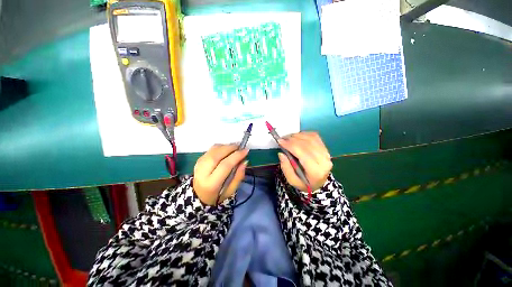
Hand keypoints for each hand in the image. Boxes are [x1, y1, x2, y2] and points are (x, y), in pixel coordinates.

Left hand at [193, 144, 248, 205]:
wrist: (199, 195)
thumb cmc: (218, 194)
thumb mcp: (231, 190)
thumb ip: (239, 176)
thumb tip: (244, 161)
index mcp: (211, 183)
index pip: (225, 165)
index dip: (236, 156)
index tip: (246, 151)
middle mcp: (203, 172)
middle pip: (217, 154)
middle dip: (231, 148)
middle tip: (240, 147)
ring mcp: (199, 164)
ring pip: (214, 149)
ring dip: (226, 146)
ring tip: (234, 148)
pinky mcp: (199, 159)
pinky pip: (211, 149)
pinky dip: (221, 147)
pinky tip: (226, 150)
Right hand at [278, 132, 331, 192]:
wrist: (320, 183)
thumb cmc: (305, 183)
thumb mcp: (293, 181)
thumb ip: (286, 168)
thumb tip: (281, 153)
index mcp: (316, 171)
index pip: (303, 154)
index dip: (291, 145)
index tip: (280, 141)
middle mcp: (323, 161)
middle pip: (307, 144)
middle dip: (292, 139)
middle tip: (282, 139)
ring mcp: (326, 153)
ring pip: (311, 138)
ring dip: (297, 135)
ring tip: (288, 138)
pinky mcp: (325, 148)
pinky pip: (314, 136)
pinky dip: (304, 134)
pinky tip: (297, 137)